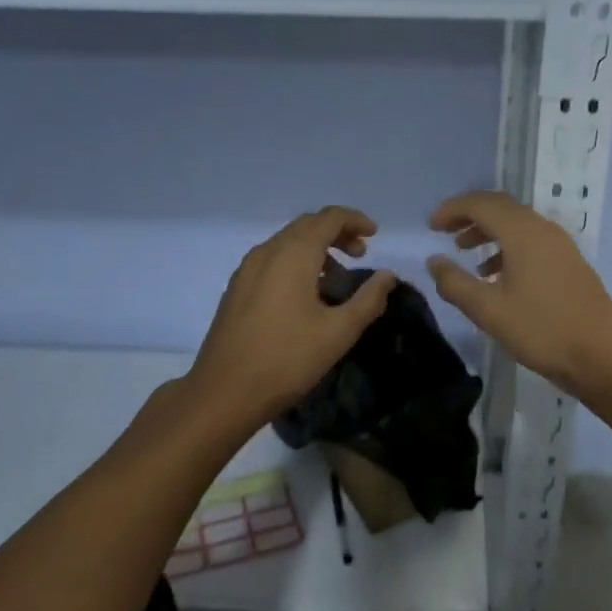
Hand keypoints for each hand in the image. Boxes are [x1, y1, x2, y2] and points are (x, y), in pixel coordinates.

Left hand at [185, 207, 396, 430]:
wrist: (224, 392)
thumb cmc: (287, 360)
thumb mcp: (338, 332)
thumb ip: (368, 299)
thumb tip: (387, 276)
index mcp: (293, 254)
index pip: (328, 218)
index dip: (354, 220)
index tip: (374, 235)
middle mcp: (267, 252)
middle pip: (306, 226)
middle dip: (336, 233)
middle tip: (360, 254)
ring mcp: (247, 269)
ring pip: (287, 242)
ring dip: (315, 248)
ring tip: (337, 277)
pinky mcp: (236, 289)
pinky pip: (272, 260)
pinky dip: (295, 262)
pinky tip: (305, 294)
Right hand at [427, 191, 611, 398]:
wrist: (602, 356)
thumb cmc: (541, 330)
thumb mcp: (488, 310)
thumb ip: (455, 283)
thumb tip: (434, 262)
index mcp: (523, 233)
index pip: (481, 204)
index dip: (453, 209)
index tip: (431, 225)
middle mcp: (544, 229)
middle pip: (501, 207)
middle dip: (470, 215)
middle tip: (445, 232)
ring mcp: (561, 246)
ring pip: (518, 224)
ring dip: (489, 231)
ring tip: (465, 252)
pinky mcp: (570, 263)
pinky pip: (532, 241)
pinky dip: (508, 247)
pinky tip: (496, 274)